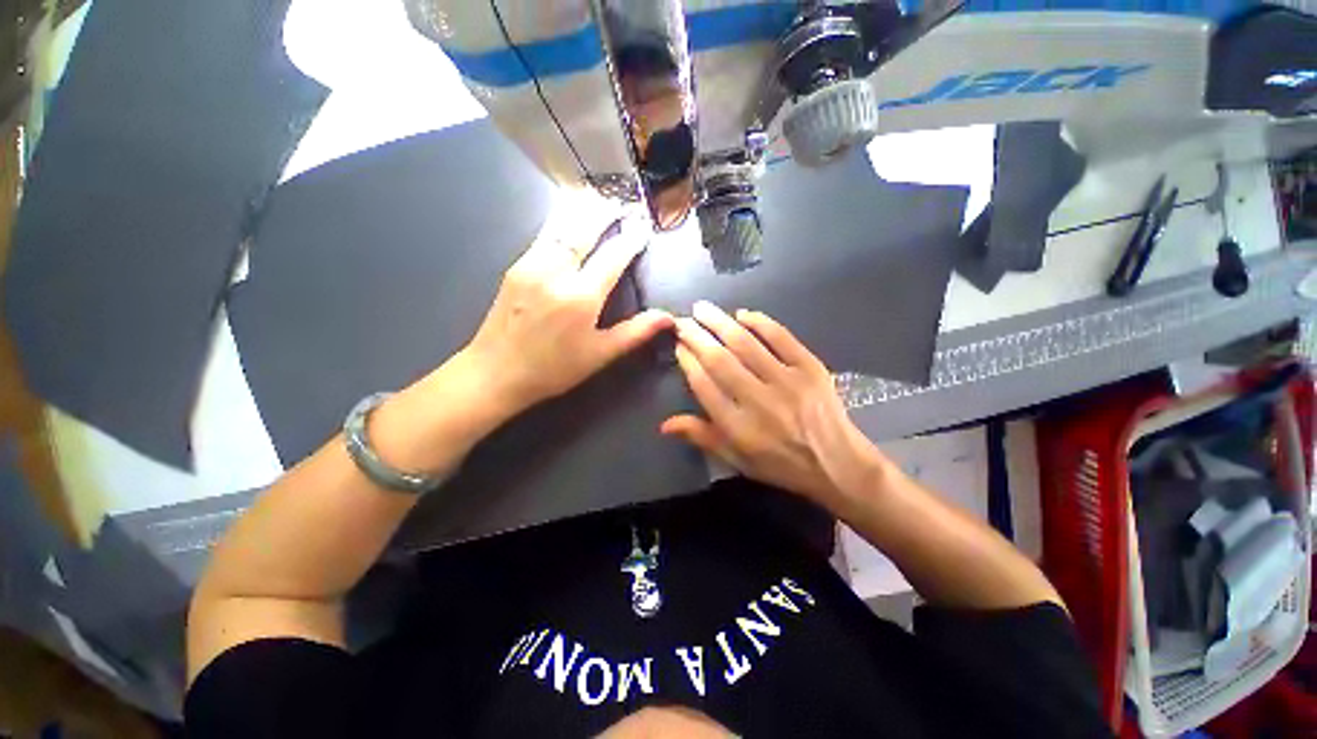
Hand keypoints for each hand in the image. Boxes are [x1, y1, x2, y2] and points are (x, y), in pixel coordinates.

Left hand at [462, 194, 673, 414]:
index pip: (613, 256)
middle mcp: (556, 272)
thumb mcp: (600, 354)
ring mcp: (532, 265)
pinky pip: (544, 235)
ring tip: (599, 199)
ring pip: (561, 226)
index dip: (631, 239)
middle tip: (623, 203)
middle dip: (606, 213)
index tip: (643, 227)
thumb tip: (669, 318)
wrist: (495, 372)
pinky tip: (569, 218)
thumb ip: (636, 332)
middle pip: (585, 230)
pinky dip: (561, 220)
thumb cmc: (554, 369)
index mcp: (581, 297)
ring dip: (583, 210)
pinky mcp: (516, 266)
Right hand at [661, 301, 883, 508]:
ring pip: (746, 344)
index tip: (678, 345)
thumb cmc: (781, 465)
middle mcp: (760, 402)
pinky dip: (760, 323)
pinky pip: (782, 338)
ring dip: (720, 322)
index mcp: (739, 428)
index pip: (705, 386)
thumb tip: (664, 424)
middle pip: (720, 360)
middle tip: (682, 320)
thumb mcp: (737, 460)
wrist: (838, 464)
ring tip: (702, 308)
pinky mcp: (811, 368)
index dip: (688, 362)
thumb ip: (702, 437)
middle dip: (697, 336)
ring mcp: (788, 382)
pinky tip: (742, 313)